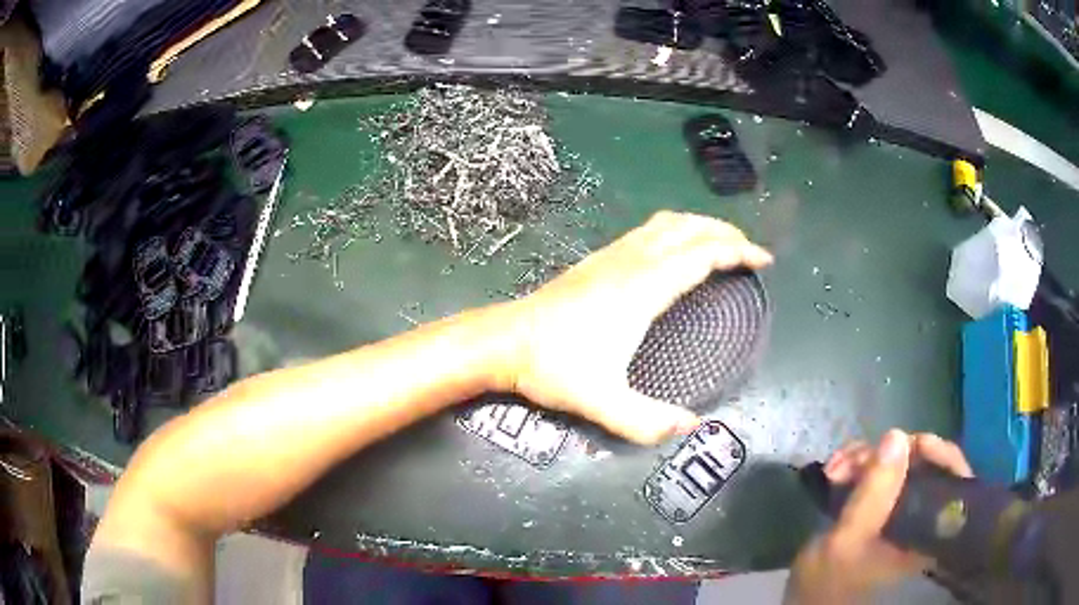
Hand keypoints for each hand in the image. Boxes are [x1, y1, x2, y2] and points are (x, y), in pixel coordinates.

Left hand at [496, 211, 772, 444]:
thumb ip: (648, 422)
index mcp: (642, 288)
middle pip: (689, 229)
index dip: (738, 253)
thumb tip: (692, 426)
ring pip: (666, 223)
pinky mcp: (597, 260)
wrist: (504, 342)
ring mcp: (611, 255)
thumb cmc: (553, 367)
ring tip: (722, 244)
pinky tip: (676, 251)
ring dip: (700, 226)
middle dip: (725, 234)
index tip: (764, 261)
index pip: (702, 254)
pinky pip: (648, 231)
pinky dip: (676, 231)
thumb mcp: (602, 403)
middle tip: (750, 252)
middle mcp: (631, 261)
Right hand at [785, 430, 973, 603]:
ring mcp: (900, 509)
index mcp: (927, 530)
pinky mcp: (880, 506)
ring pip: (896, 464)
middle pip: (921, 464)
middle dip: (887, 454)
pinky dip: (857, 465)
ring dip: (865, 458)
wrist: (806, 601)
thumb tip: (898, 436)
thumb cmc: (830, 581)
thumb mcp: (849, 539)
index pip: (952, 478)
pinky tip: (834, 470)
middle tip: (854, 459)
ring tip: (834, 467)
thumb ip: (875, 493)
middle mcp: (920, 515)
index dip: (938, 452)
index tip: (910, 442)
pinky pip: (877, 471)